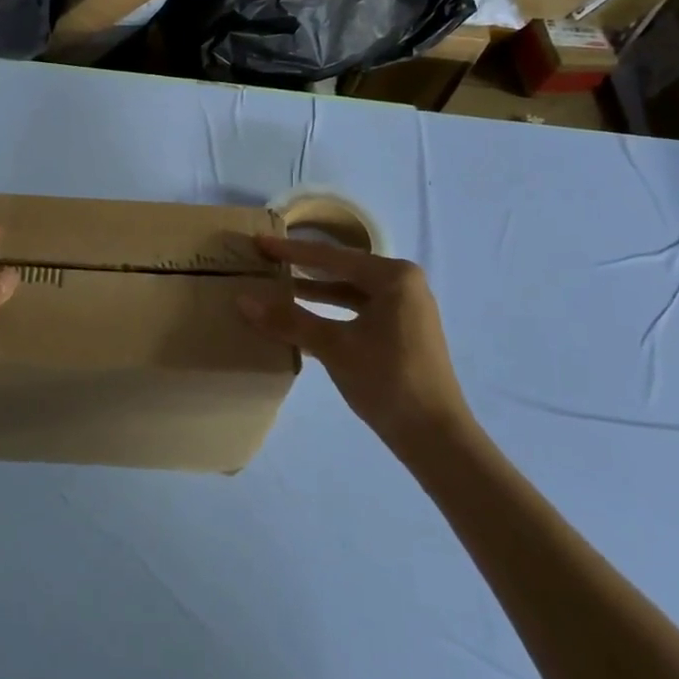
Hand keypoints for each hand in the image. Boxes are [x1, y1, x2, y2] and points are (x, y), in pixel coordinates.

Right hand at [238, 237, 468, 441]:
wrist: (435, 437)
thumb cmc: (387, 380)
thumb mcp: (335, 346)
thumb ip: (289, 320)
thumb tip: (242, 301)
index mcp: (393, 277)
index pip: (332, 257)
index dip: (292, 251)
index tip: (260, 241)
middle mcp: (403, 284)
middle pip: (342, 270)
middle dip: (303, 268)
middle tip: (266, 260)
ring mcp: (405, 308)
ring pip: (350, 291)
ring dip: (316, 291)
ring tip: (278, 287)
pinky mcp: (402, 331)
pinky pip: (358, 310)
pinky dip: (331, 311)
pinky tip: (303, 317)